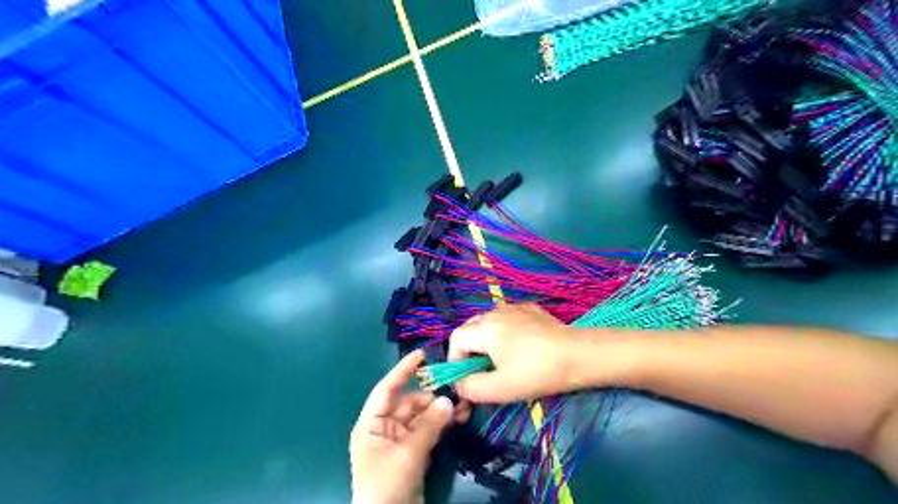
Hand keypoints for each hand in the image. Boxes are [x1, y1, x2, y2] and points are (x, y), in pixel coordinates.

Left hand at [349, 351, 469, 502]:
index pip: (386, 389)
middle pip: (410, 403)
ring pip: (422, 417)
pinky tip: (459, 418)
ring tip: (464, 406)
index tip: (421, 354)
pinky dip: (442, 425)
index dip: (402, 370)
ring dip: (441, 411)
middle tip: (456, 391)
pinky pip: (428, 431)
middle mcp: (384, 428)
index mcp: (371, 424)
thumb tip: (449, 400)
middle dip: (432, 397)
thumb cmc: (386, 485)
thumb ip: (428, 425)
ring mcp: (400, 441)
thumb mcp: (407, 453)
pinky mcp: (413, 453)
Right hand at [448, 303, 574, 405]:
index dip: (455, 359)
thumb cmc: (536, 372)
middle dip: (470, 350)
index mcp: (484, 328)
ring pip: (489, 322)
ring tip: (501, 359)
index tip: (465, 378)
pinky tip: (520, 347)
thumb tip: (458, 383)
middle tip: (481, 370)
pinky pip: (507, 318)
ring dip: (487, 340)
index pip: (456, 339)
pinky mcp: (530, 309)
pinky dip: (504, 332)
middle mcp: (495, 311)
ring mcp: (514, 307)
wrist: (578, 355)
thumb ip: (469, 387)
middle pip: (471, 328)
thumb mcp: (499, 389)